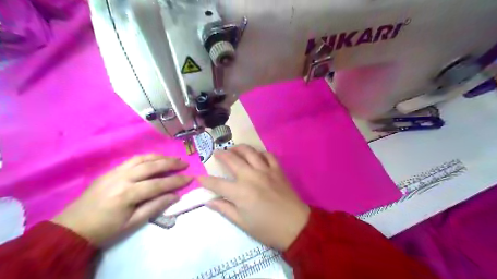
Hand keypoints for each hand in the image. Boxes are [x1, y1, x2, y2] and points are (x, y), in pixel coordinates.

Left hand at [53, 155, 191, 245]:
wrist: (71, 228)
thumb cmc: (105, 230)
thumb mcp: (132, 224)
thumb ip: (155, 207)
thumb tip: (175, 196)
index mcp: (127, 194)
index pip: (158, 184)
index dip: (176, 181)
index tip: (190, 178)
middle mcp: (122, 178)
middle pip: (152, 166)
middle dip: (171, 163)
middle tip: (184, 163)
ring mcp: (114, 172)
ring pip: (142, 159)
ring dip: (160, 157)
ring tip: (172, 158)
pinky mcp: (110, 171)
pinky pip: (132, 160)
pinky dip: (147, 157)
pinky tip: (154, 159)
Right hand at [199, 144, 309, 249]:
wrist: (295, 226)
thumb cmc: (267, 228)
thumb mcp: (242, 223)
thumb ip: (225, 209)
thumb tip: (209, 201)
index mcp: (240, 192)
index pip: (217, 183)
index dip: (206, 180)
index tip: (199, 177)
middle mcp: (251, 176)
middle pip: (232, 160)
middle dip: (221, 155)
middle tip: (217, 153)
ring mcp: (266, 170)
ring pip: (250, 152)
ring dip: (239, 148)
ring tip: (234, 149)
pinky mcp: (277, 170)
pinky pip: (268, 155)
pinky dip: (261, 153)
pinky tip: (257, 155)